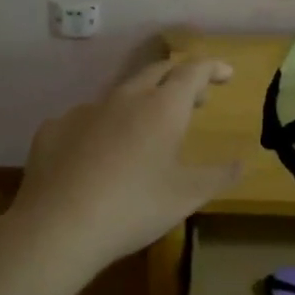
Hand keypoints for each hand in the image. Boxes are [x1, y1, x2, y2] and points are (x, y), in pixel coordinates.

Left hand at [4, 58, 241, 278]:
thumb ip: (218, 176)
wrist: (58, 226)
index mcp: (162, 107)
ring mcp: (84, 110)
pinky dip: (101, 128)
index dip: (212, 68)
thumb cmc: (134, 207)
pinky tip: (97, 155)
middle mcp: (124, 97)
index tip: (225, 73)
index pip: (193, 70)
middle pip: (156, 72)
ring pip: (119, 95)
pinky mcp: (53, 129)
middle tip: (194, 98)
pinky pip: (85, 120)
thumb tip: (240, 163)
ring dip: (140, 104)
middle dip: (179, 79)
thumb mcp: (186, 197)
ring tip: (146, 131)